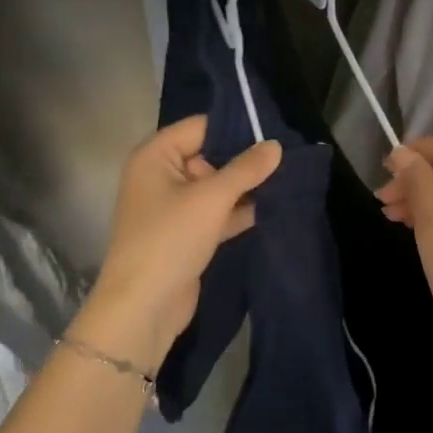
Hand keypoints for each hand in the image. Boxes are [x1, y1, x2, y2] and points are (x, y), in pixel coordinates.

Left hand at [75, 116, 281, 372]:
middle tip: (288, 157)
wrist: (144, 305)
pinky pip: (216, 214)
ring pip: (215, 188)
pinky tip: (272, 209)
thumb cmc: (170, 239)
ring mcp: (173, 208)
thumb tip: (276, 146)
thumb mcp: (211, 199)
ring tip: (288, 180)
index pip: (200, 127)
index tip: (275, 130)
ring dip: (245, 188)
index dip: (236, 127)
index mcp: (155, 156)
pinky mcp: (186, 235)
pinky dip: (238, 212)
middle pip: (209, 156)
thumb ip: (245, 169)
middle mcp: (161, 176)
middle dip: (245, 160)